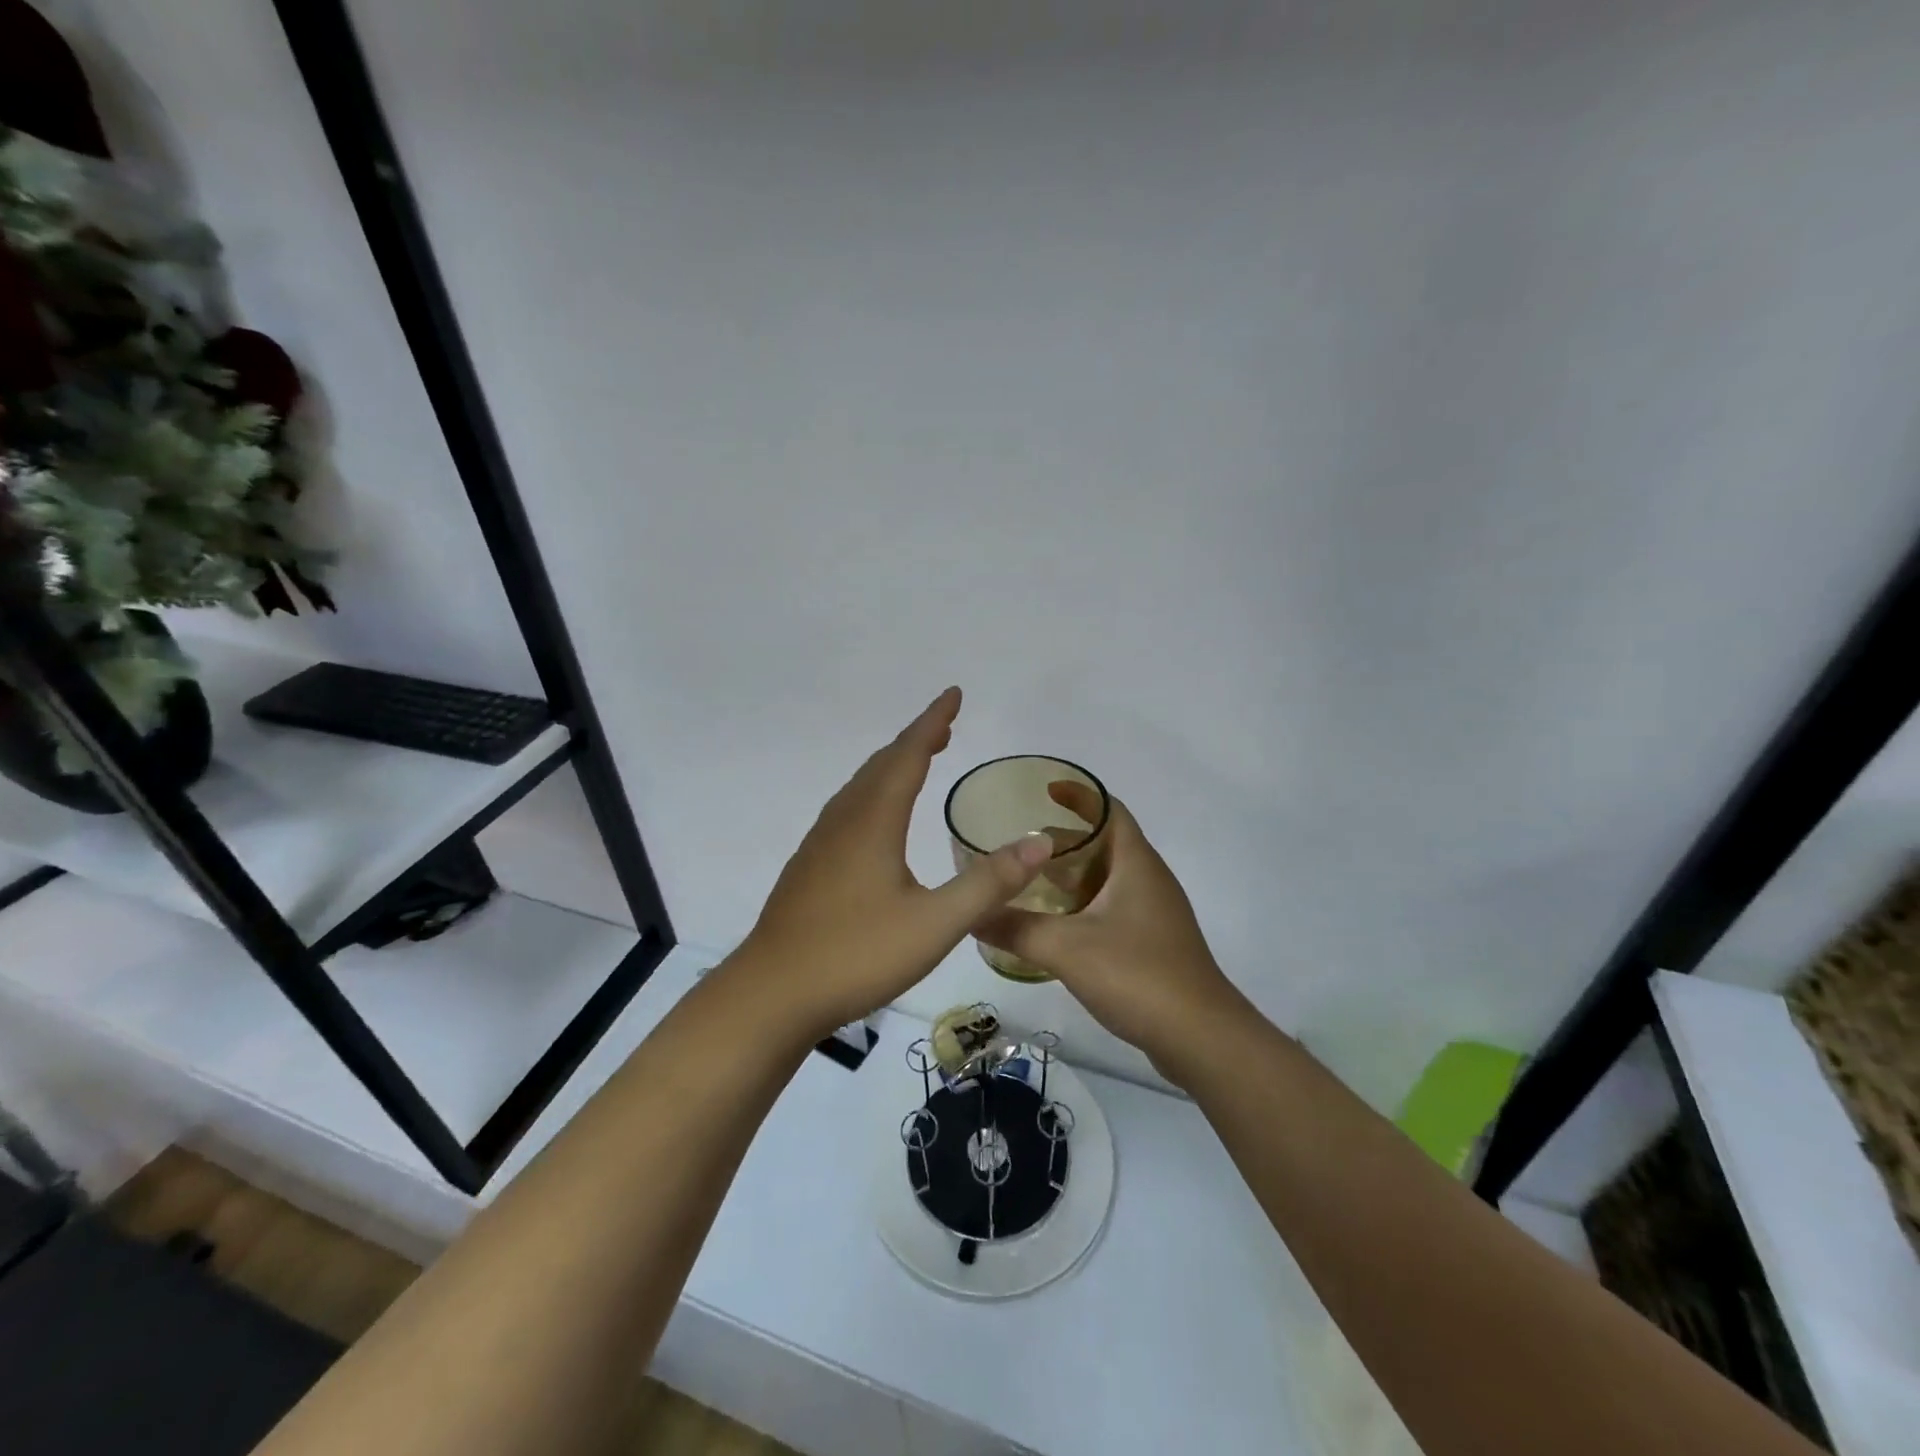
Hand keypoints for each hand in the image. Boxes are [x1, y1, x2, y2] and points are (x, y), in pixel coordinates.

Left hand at [736, 688, 1054, 1041]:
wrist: (771, 995)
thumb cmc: (855, 955)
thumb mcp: (934, 924)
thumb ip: (988, 883)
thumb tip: (1039, 844)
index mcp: (873, 821)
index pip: (908, 755)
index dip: (933, 722)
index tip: (954, 694)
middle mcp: (844, 821)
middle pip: (881, 765)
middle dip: (915, 740)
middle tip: (945, 727)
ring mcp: (820, 844)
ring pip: (859, 787)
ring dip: (891, 766)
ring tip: (917, 761)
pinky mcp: (809, 868)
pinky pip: (847, 810)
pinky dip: (873, 793)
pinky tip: (877, 820)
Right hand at [975, 785, 1246, 1079]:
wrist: (1201, 1038)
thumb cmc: (1138, 975)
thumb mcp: (1066, 948)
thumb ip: (1015, 929)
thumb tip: (970, 914)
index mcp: (1136, 863)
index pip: (1108, 809)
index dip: (1078, 794)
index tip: (1043, 790)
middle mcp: (1149, 879)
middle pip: (1104, 843)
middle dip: (1063, 841)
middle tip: (1020, 848)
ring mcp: (1154, 912)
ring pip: (1107, 878)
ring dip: (1071, 876)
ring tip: (1029, 884)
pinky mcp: (1153, 942)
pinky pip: (1112, 907)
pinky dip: (1083, 905)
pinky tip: (1056, 928)